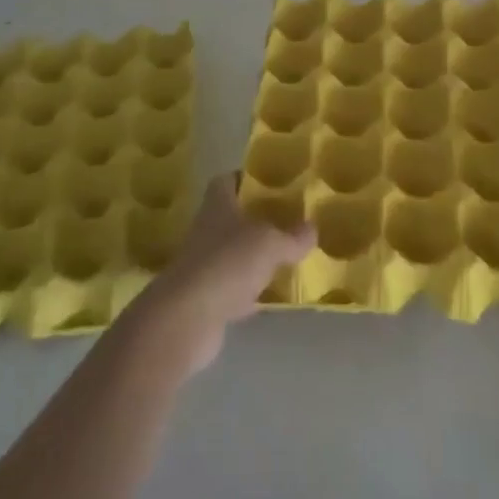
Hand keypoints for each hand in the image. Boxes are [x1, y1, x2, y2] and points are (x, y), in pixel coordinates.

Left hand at [135, 175, 314, 374]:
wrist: (187, 319)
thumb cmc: (228, 263)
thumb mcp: (271, 243)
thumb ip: (293, 236)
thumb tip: (312, 228)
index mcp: (218, 205)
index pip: (227, 180)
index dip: (247, 179)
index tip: (272, 184)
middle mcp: (207, 230)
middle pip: (233, 218)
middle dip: (258, 220)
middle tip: (289, 222)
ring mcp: (204, 266)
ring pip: (234, 254)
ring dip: (255, 258)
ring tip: (288, 257)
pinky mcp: (206, 299)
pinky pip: (234, 289)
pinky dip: (251, 293)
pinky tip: (272, 297)